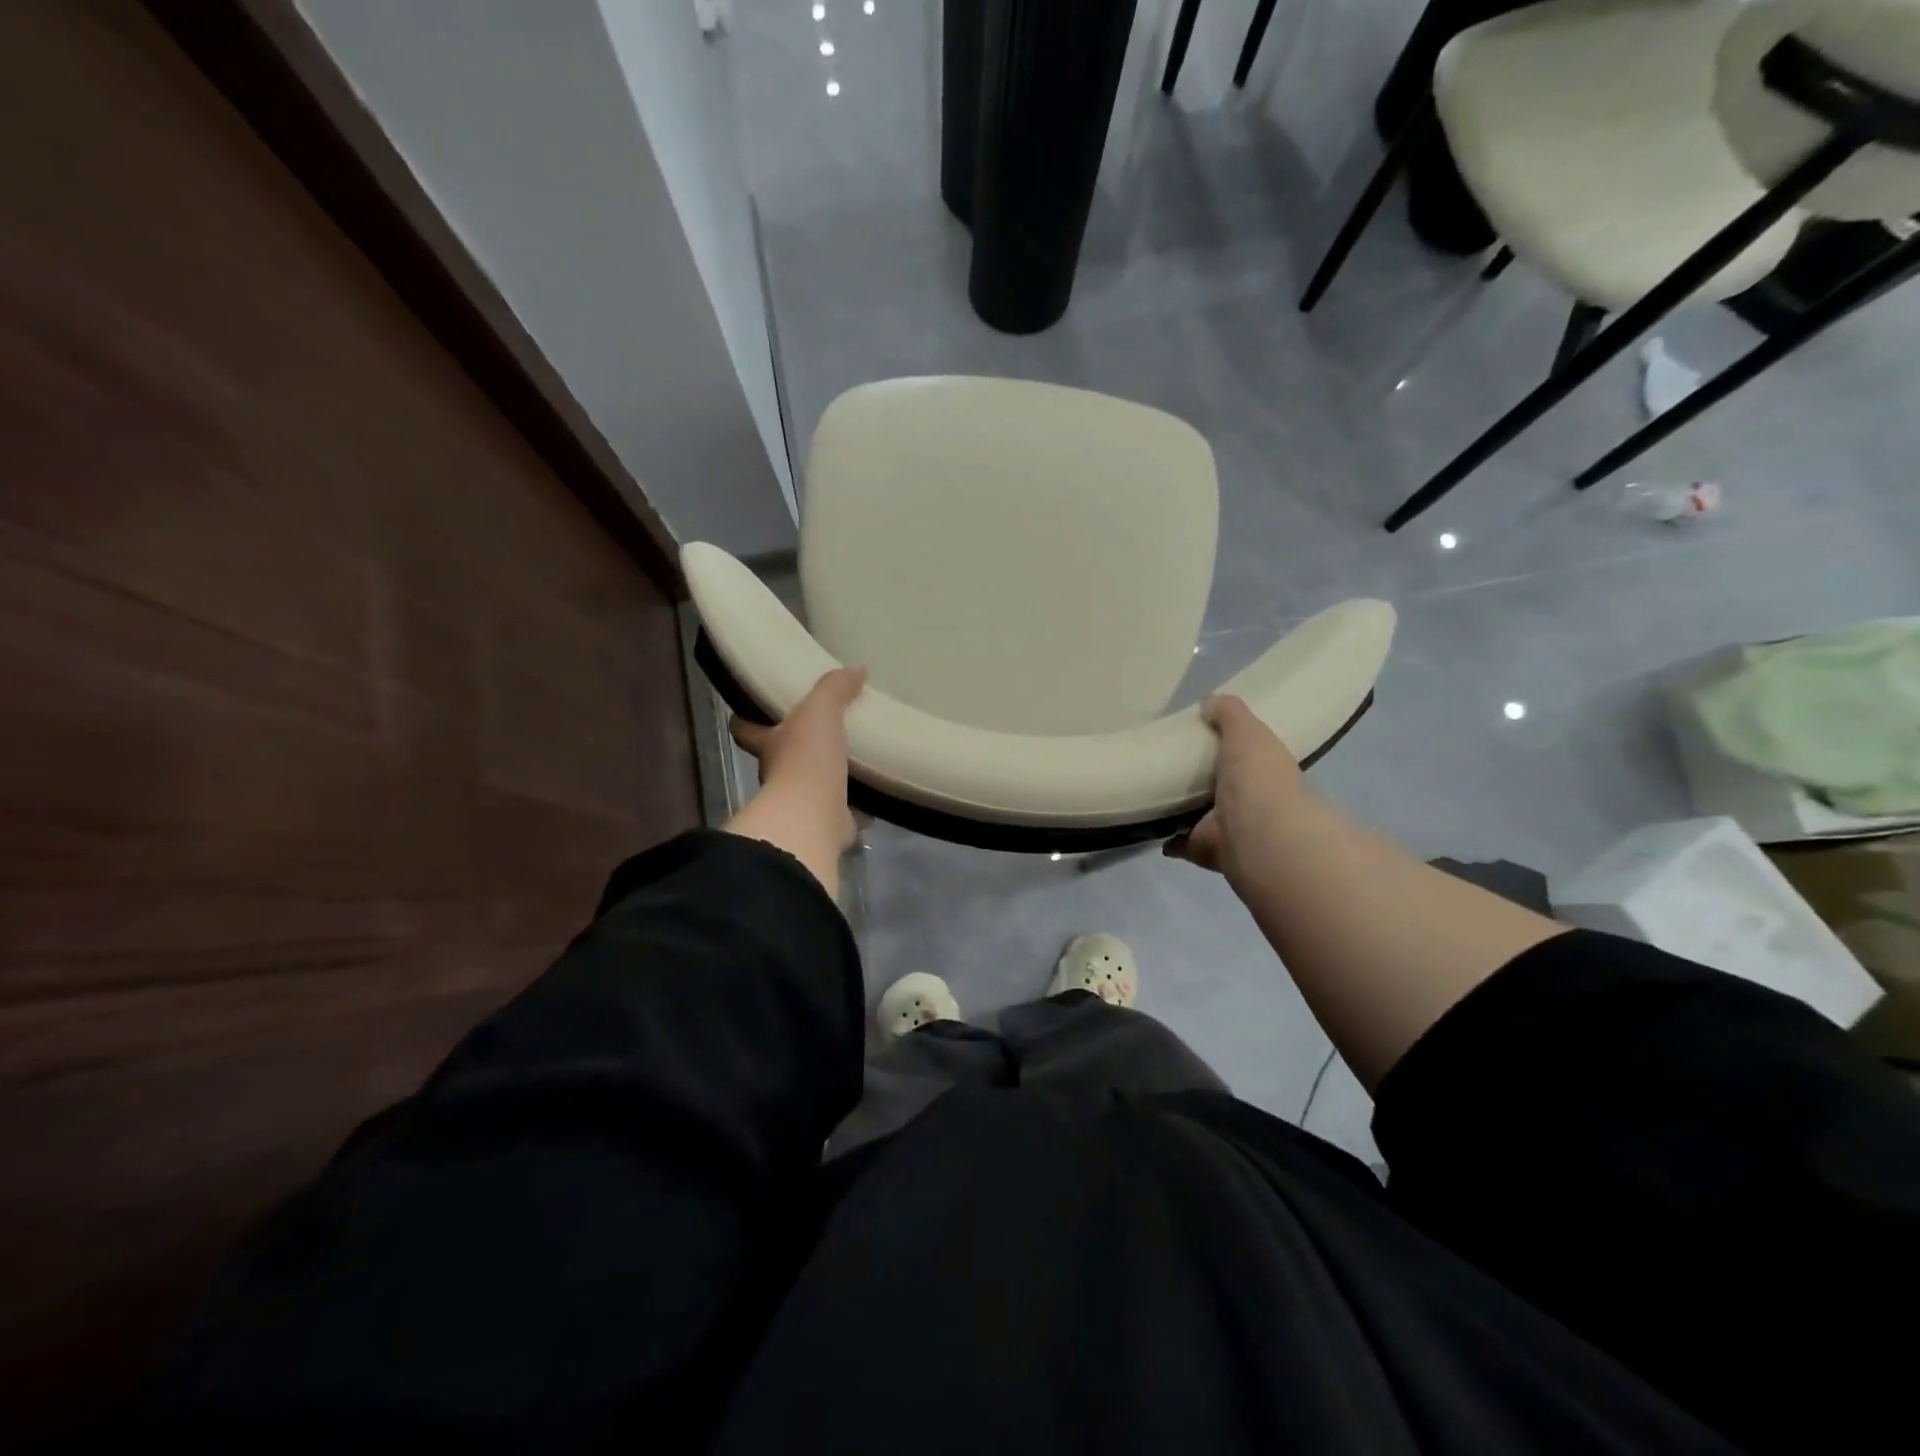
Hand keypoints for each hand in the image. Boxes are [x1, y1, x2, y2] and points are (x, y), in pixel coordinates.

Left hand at [725, 667, 866, 892]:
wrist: (814, 817)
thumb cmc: (806, 759)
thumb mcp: (819, 711)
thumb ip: (834, 688)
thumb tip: (856, 669)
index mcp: (770, 744)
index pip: (746, 728)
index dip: (747, 718)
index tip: (755, 707)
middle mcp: (779, 774)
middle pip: (782, 756)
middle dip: (800, 746)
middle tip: (827, 728)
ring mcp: (803, 801)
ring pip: (814, 783)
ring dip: (832, 774)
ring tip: (859, 757)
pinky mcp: (828, 822)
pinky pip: (846, 809)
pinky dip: (859, 803)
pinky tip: (877, 790)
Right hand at [1167, 695, 1305, 881]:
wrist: (1256, 832)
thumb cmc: (1258, 777)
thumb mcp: (1247, 730)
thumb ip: (1230, 712)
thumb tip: (1208, 703)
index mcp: (1264, 771)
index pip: (1246, 754)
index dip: (1227, 744)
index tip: (1200, 734)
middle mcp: (1249, 801)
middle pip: (1220, 784)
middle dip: (1200, 776)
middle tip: (1166, 759)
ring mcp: (1226, 828)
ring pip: (1199, 814)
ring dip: (1182, 808)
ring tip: (1150, 790)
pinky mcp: (1203, 848)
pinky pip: (1179, 841)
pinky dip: (1166, 838)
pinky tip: (1146, 822)